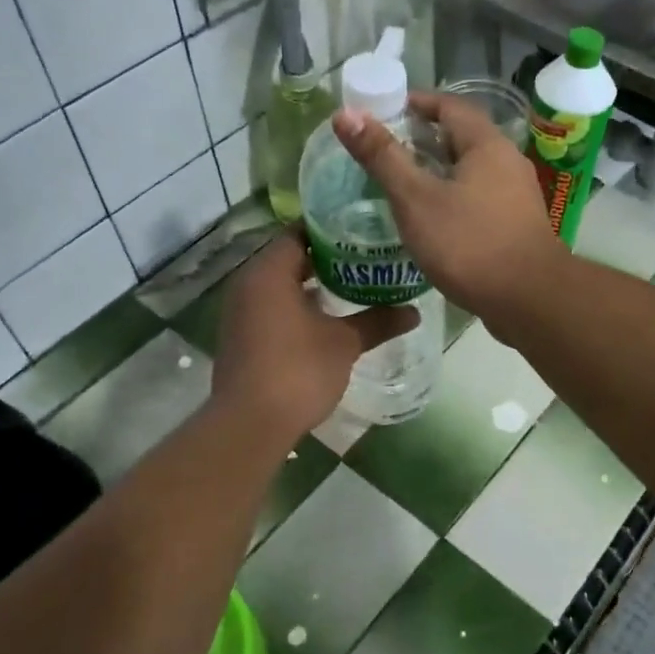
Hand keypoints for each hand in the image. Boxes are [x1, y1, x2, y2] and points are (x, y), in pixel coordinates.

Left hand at [212, 232, 415, 438]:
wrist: (250, 425)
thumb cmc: (298, 371)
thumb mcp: (344, 343)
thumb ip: (377, 321)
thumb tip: (414, 311)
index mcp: (269, 272)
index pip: (299, 232)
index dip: (332, 228)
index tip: (364, 230)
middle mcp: (248, 283)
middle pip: (290, 256)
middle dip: (328, 256)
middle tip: (367, 256)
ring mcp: (240, 310)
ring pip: (281, 282)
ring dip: (313, 282)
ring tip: (354, 283)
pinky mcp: (242, 335)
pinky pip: (272, 304)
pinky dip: (297, 303)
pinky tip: (328, 316)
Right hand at [333, 92, 563, 317]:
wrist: (529, 299)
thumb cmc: (469, 243)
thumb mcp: (415, 199)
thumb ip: (382, 157)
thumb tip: (345, 114)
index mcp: (487, 144)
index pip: (449, 105)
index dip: (414, 103)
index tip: (382, 112)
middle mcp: (508, 161)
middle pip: (462, 137)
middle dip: (424, 139)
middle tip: (386, 150)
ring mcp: (517, 195)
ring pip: (472, 171)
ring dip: (439, 171)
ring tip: (403, 185)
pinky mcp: (517, 225)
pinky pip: (480, 198)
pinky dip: (454, 198)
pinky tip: (433, 220)